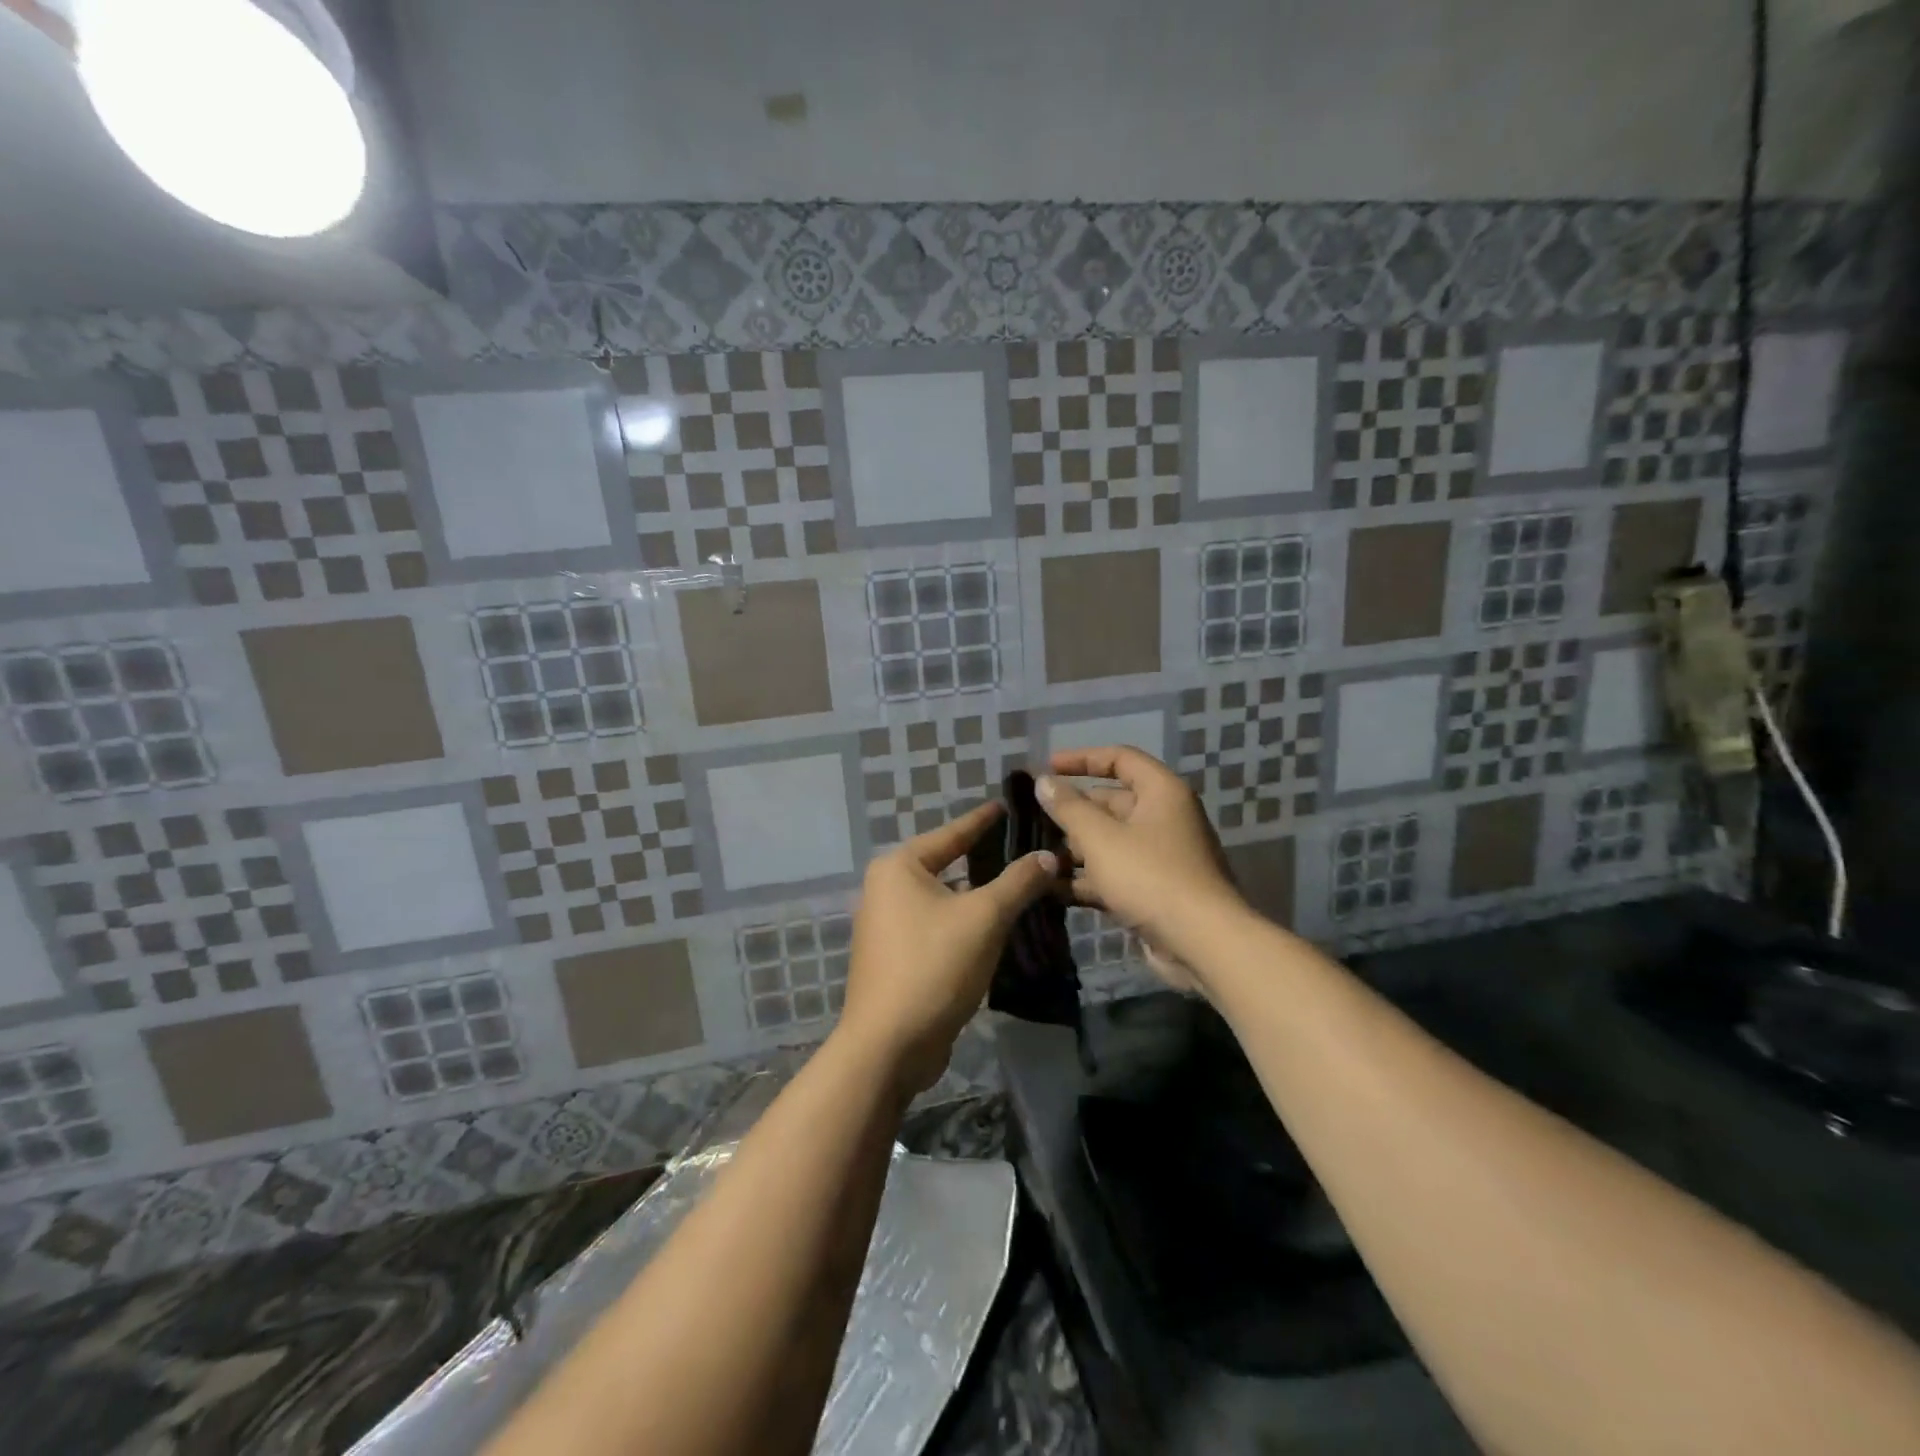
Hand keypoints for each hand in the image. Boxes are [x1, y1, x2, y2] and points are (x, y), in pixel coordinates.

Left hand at [835, 801, 1057, 1095]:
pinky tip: (993, 926)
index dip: (982, 820)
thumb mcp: (984, 918)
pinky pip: (937, 925)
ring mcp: (886, 925)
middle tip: (1022, 847)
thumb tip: (1048, 856)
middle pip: (945, 864)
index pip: (951, 833)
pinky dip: (963, 921)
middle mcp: (885, 889)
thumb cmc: (933, 967)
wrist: (889, 1046)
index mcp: (899, 867)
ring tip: (1016, 884)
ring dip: (976, 894)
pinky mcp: (895, 957)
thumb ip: (1018, 882)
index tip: (1006, 805)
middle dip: (982, 858)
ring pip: (942, 898)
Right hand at [1038, 747, 1240, 990]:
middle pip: (1111, 803)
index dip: (1082, 759)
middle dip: (1072, 812)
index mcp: (1161, 792)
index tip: (1047, 768)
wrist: (1202, 944)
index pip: (1120, 758)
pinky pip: (1115, 874)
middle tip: (1032, 821)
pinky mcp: (1154, 890)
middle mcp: (1164, 818)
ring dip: (1075, 849)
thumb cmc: (1150, 877)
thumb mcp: (1100, 837)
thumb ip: (1068, 808)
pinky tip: (1053, 890)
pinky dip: (1088, 880)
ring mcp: (1161, 857)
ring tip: (1036, 857)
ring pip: (1110, 842)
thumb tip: (1044, 781)